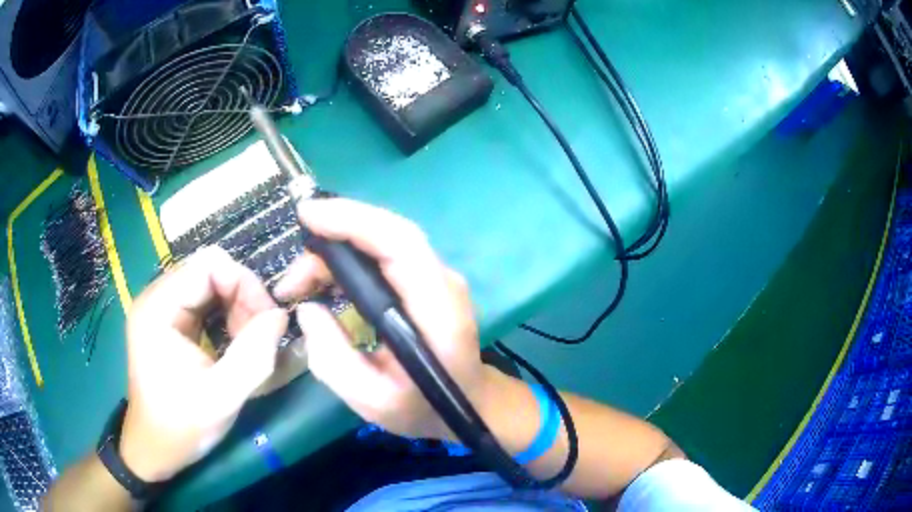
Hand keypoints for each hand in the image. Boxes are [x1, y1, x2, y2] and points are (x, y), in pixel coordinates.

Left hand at [120, 246, 287, 481]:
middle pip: (210, 270)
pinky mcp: (166, 320)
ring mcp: (159, 307)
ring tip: (247, 342)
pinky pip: (203, 300)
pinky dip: (225, 315)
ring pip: (209, 283)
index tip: (267, 321)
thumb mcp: (222, 397)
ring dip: (236, 307)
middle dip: (242, 297)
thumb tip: (281, 316)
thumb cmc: (182, 425)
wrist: (155, 447)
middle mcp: (155, 297)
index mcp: (158, 308)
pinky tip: (232, 341)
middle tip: (259, 336)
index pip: (209, 265)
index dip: (245, 284)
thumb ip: (254, 356)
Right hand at [273, 199, 485, 439]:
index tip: (308, 216)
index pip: (400, 243)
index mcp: (438, 309)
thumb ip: (332, 359)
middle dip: (331, 239)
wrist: (468, 404)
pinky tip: (322, 281)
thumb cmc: (424, 408)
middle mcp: (441, 281)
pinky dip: (346, 261)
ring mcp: (434, 277)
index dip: (354, 221)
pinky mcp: (423, 280)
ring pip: (381, 241)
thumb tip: (307, 308)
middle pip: (387, 234)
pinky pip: (381, 255)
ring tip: (298, 285)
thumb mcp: (373, 402)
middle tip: (291, 279)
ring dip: (333, 252)